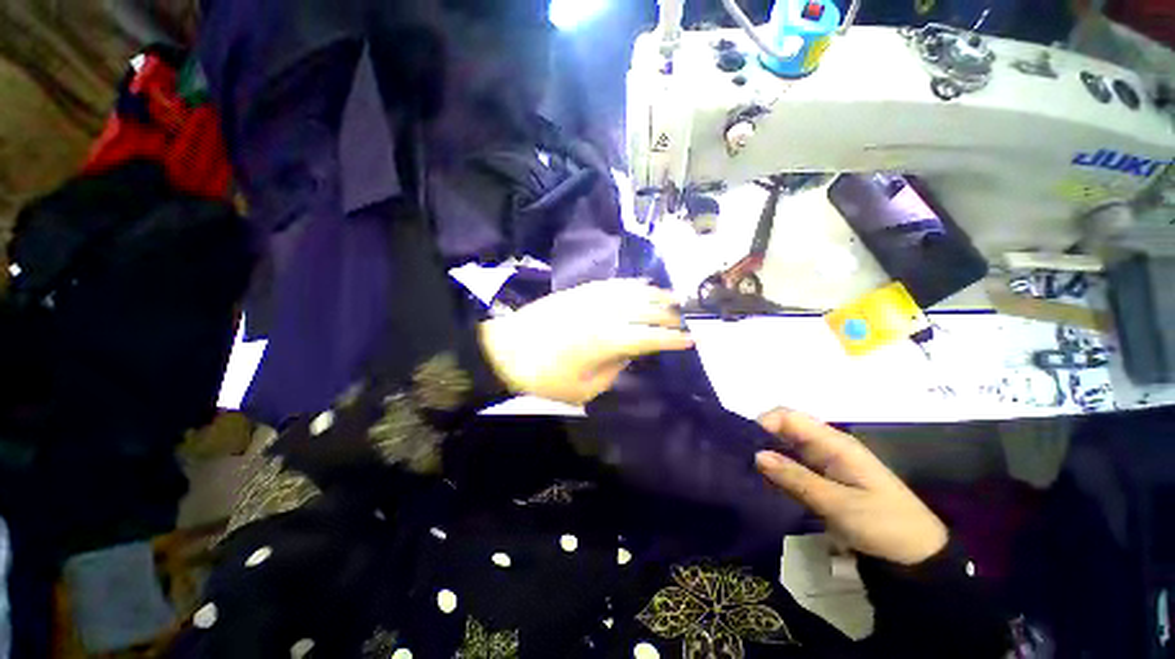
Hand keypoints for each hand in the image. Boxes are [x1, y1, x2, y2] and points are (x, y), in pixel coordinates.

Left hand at [478, 279, 693, 404]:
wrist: (507, 351)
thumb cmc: (547, 378)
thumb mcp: (587, 387)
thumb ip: (615, 367)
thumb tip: (630, 352)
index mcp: (609, 340)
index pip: (651, 337)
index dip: (673, 339)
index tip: (690, 340)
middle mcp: (606, 314)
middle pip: (647, 310)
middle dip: (670, 315)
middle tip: (685, 319)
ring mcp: (593, 298)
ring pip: (633, 292)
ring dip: (656, 294)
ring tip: (673, 297)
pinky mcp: (581, 291)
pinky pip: (614, 283)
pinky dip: (632, 283)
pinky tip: (642, 284)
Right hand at [754, 408, 947, 564]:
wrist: (917, 555)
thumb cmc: (884, 525)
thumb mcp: (838, 504)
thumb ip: (796, 478)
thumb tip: (757, 454)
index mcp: (833, 443)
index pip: (789, 417)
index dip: (764, 423)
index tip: (745, 444)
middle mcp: (826, 446)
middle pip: (785, 429)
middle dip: (760, 439)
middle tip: (739, 459)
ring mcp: (824, 463)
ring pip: (785, 448)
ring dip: (766, 456)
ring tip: (744, 471)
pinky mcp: (823, 479)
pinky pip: (792, 467)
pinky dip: (776, 471)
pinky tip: (762, 483)